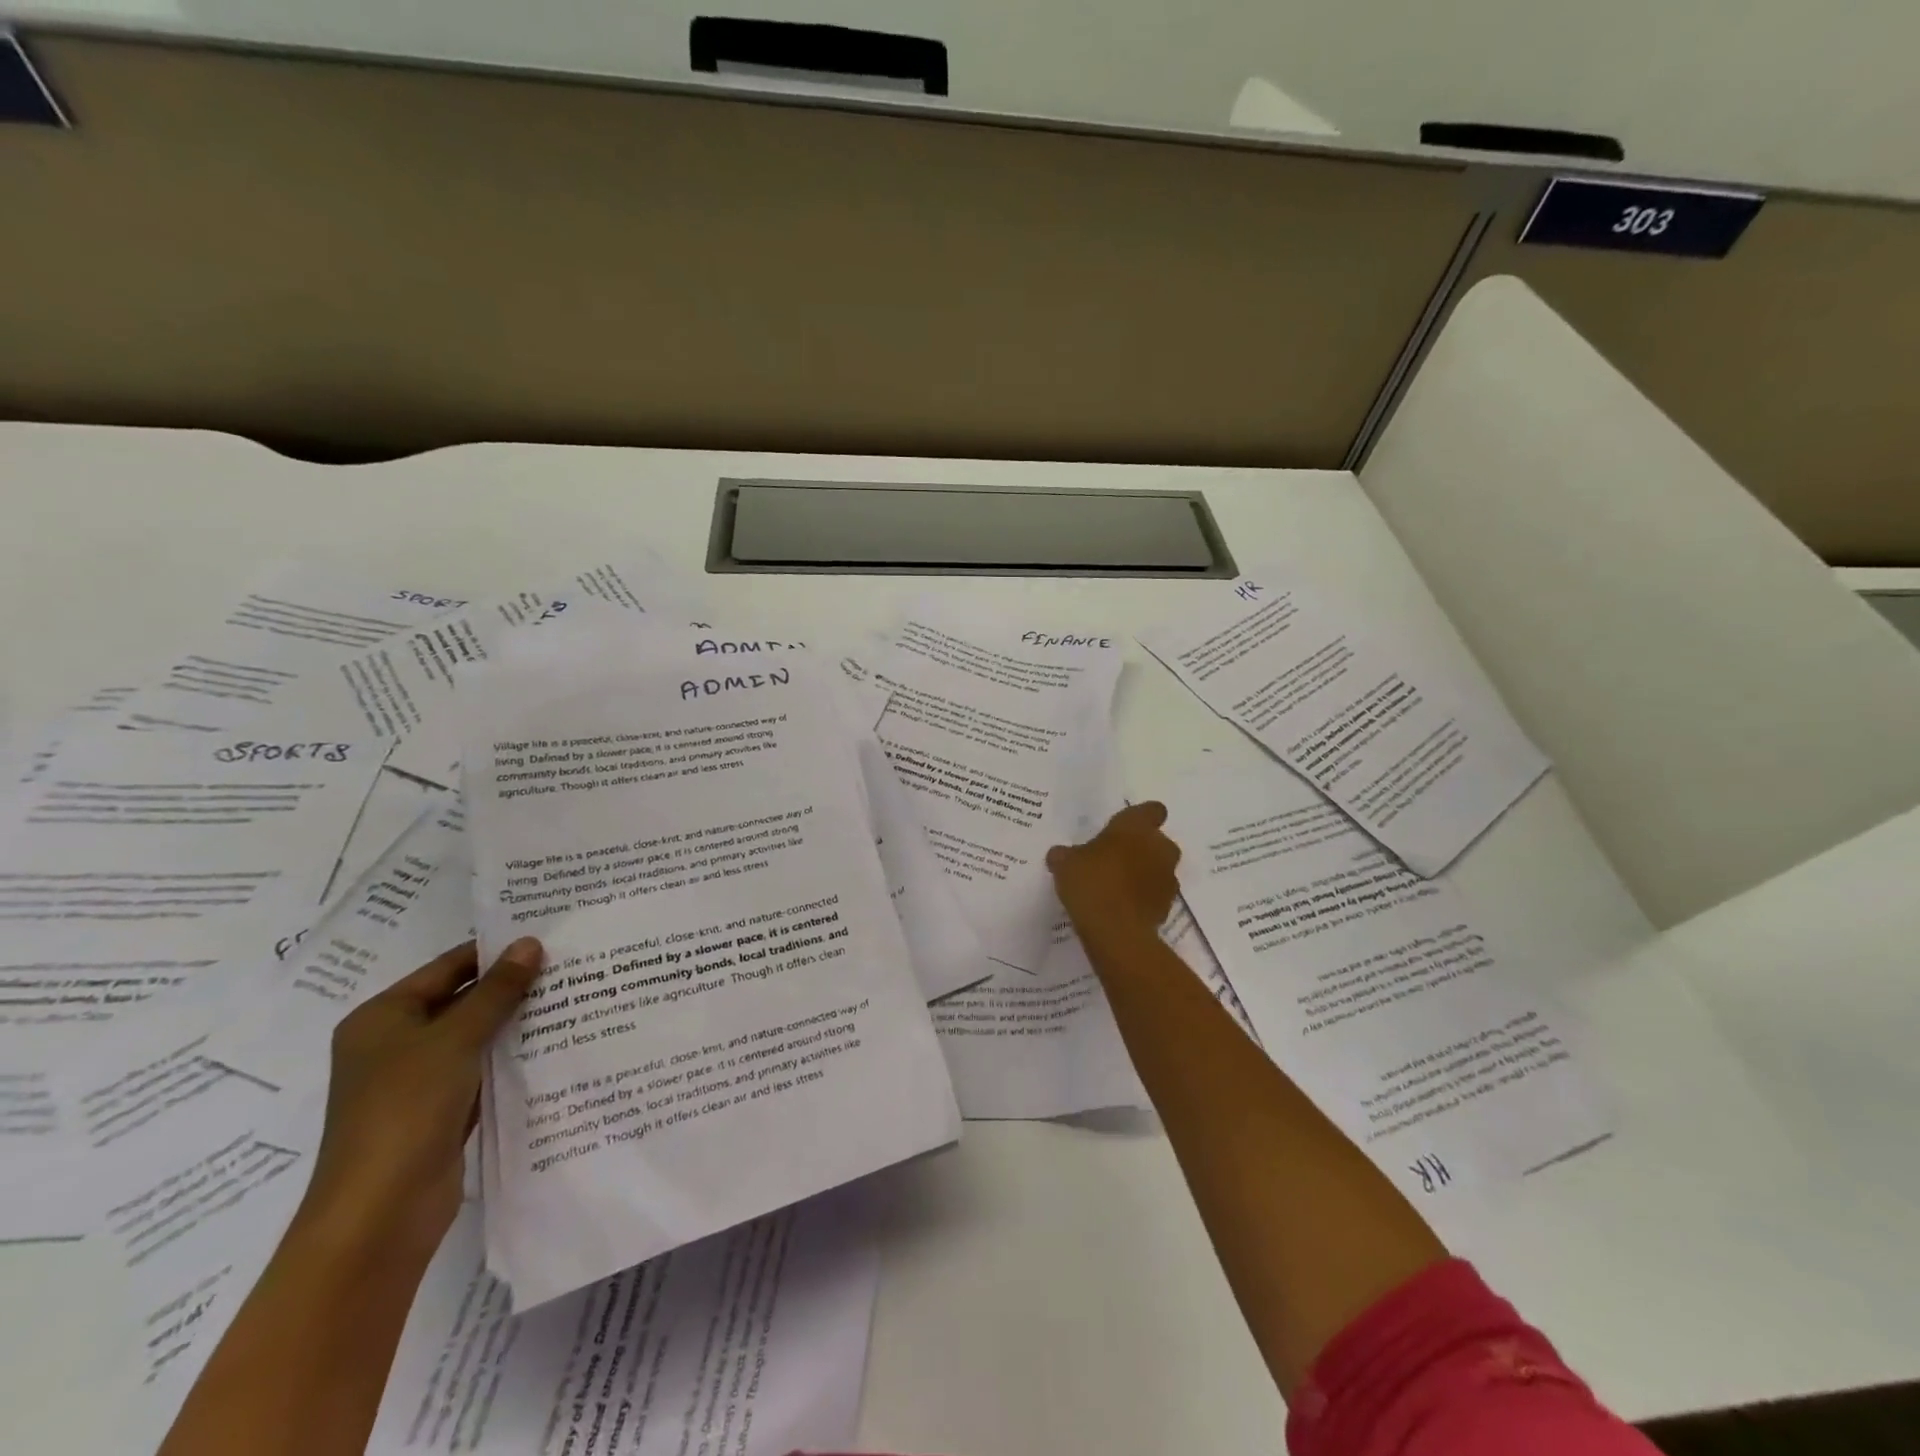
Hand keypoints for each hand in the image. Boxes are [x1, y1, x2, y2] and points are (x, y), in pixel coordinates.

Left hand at [296, 938, 543, 1262]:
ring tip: (572, 996)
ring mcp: (417, 1080)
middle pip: (461, 1000)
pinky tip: (554, 1043)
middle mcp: (395, 1043)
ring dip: (515, 1021)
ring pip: (475, 1036)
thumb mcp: (455, 1039)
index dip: (495, 951)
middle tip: (569, 964)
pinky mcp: (440, 1110)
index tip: (548, 936)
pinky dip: (510, 1056)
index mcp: (382, 1017)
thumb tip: (530, 943)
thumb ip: (496, 991)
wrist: (380, 1213)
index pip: (448, 967)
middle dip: (511, 986)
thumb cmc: (406, 1109)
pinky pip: (481, 1069)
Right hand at [1047, 802, 1181, 948]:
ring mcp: (1168, 878)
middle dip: (1140, 849)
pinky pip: (1155, 895)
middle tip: (1113, 859)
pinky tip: (1120, 908)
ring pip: (1158, 869)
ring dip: (1143, 874)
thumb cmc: (1091, 882)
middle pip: (1157, 842)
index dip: (1140, 818)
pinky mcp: (1168, 907)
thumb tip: (1059, 855)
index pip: (1151, 810)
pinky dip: (1143, 899)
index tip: (1123, 828)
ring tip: (1115, 887)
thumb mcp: (1065, 863)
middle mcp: (1160, 847)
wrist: (1115, 931)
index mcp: (1136, 826)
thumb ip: (1065, 855)